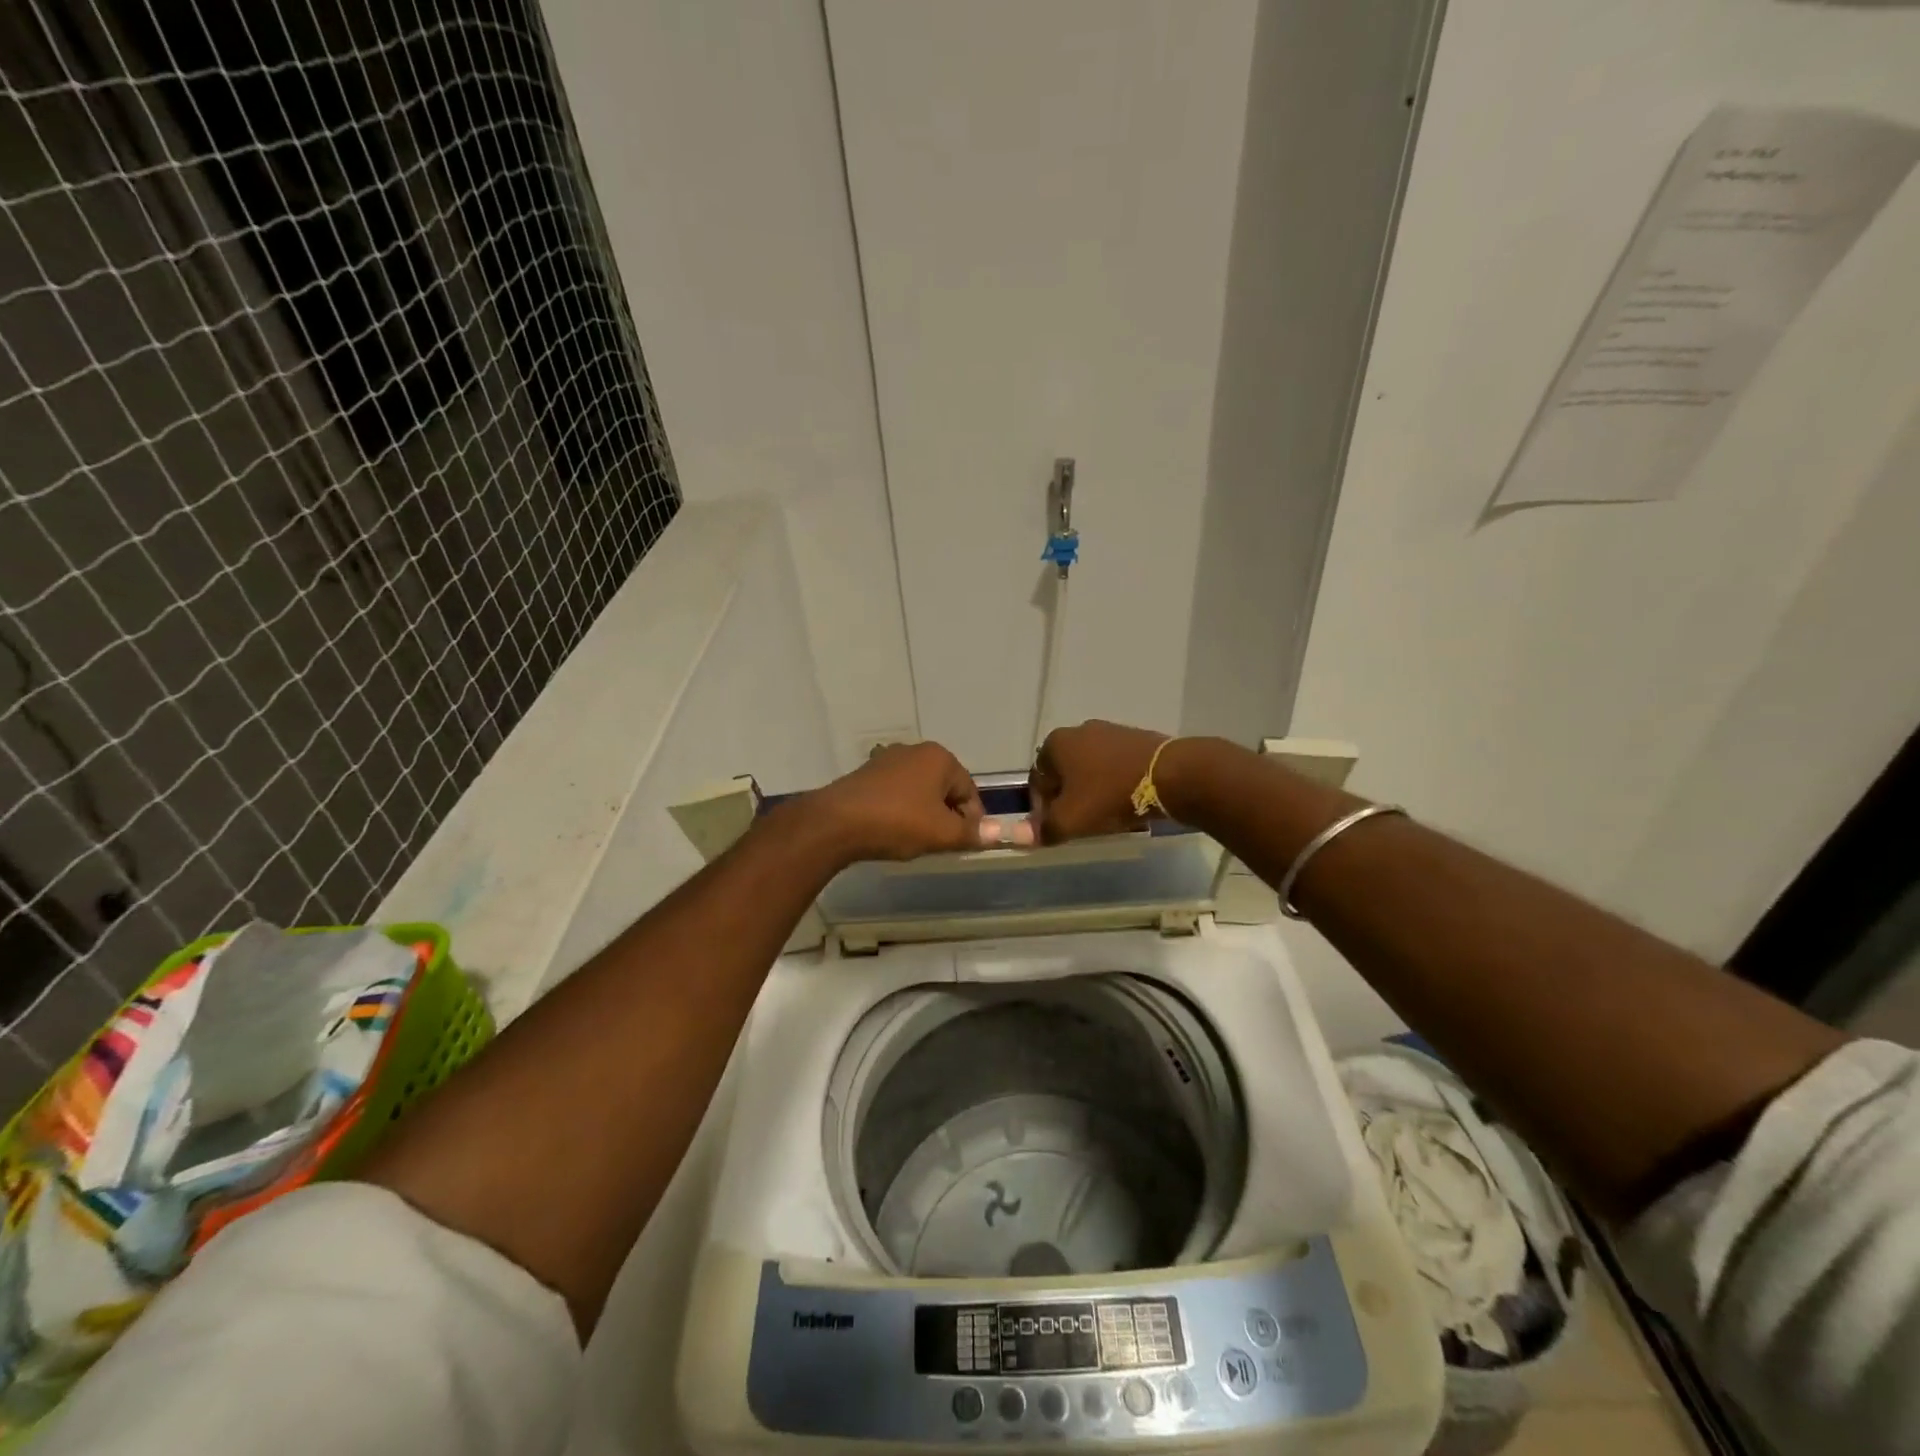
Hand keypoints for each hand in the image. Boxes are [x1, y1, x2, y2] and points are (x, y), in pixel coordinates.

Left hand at [805, 741, 986, 862]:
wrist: (836, 823)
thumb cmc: (897, 823)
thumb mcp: (941, 833)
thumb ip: (972, 833)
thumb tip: (998, 832)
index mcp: (940, 758)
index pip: (970, 791)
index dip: (972, 821)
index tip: (963, 844)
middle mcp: (915, 751)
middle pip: (945, 788)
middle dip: (947, 816)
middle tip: (939, 843)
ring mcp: (888, 759)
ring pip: (920, 791)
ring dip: (924, 814)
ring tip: (915, 839)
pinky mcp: (866, 773)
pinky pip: (896, 793)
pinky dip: (901, 810)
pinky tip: (891, 830)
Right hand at [1028, 720, 1169, 843]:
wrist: (1172, 775)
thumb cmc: (1110, 795)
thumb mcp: (1071, 820)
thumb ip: (1043, 829)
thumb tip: (1019, 836)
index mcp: (1056, 743)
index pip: (1037, 780)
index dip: (1042, 808)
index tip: (1057, 828)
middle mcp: (1079, 730)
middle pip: (1064, 772)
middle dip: (1068, 797)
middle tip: (1081, 822)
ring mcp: (1110, 731)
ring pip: (1090, 768)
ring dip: (1092, 790)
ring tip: (1105, 814)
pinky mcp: (1136, 739)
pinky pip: (1115, 765)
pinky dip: (1115, 782)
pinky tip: (1126, 801)